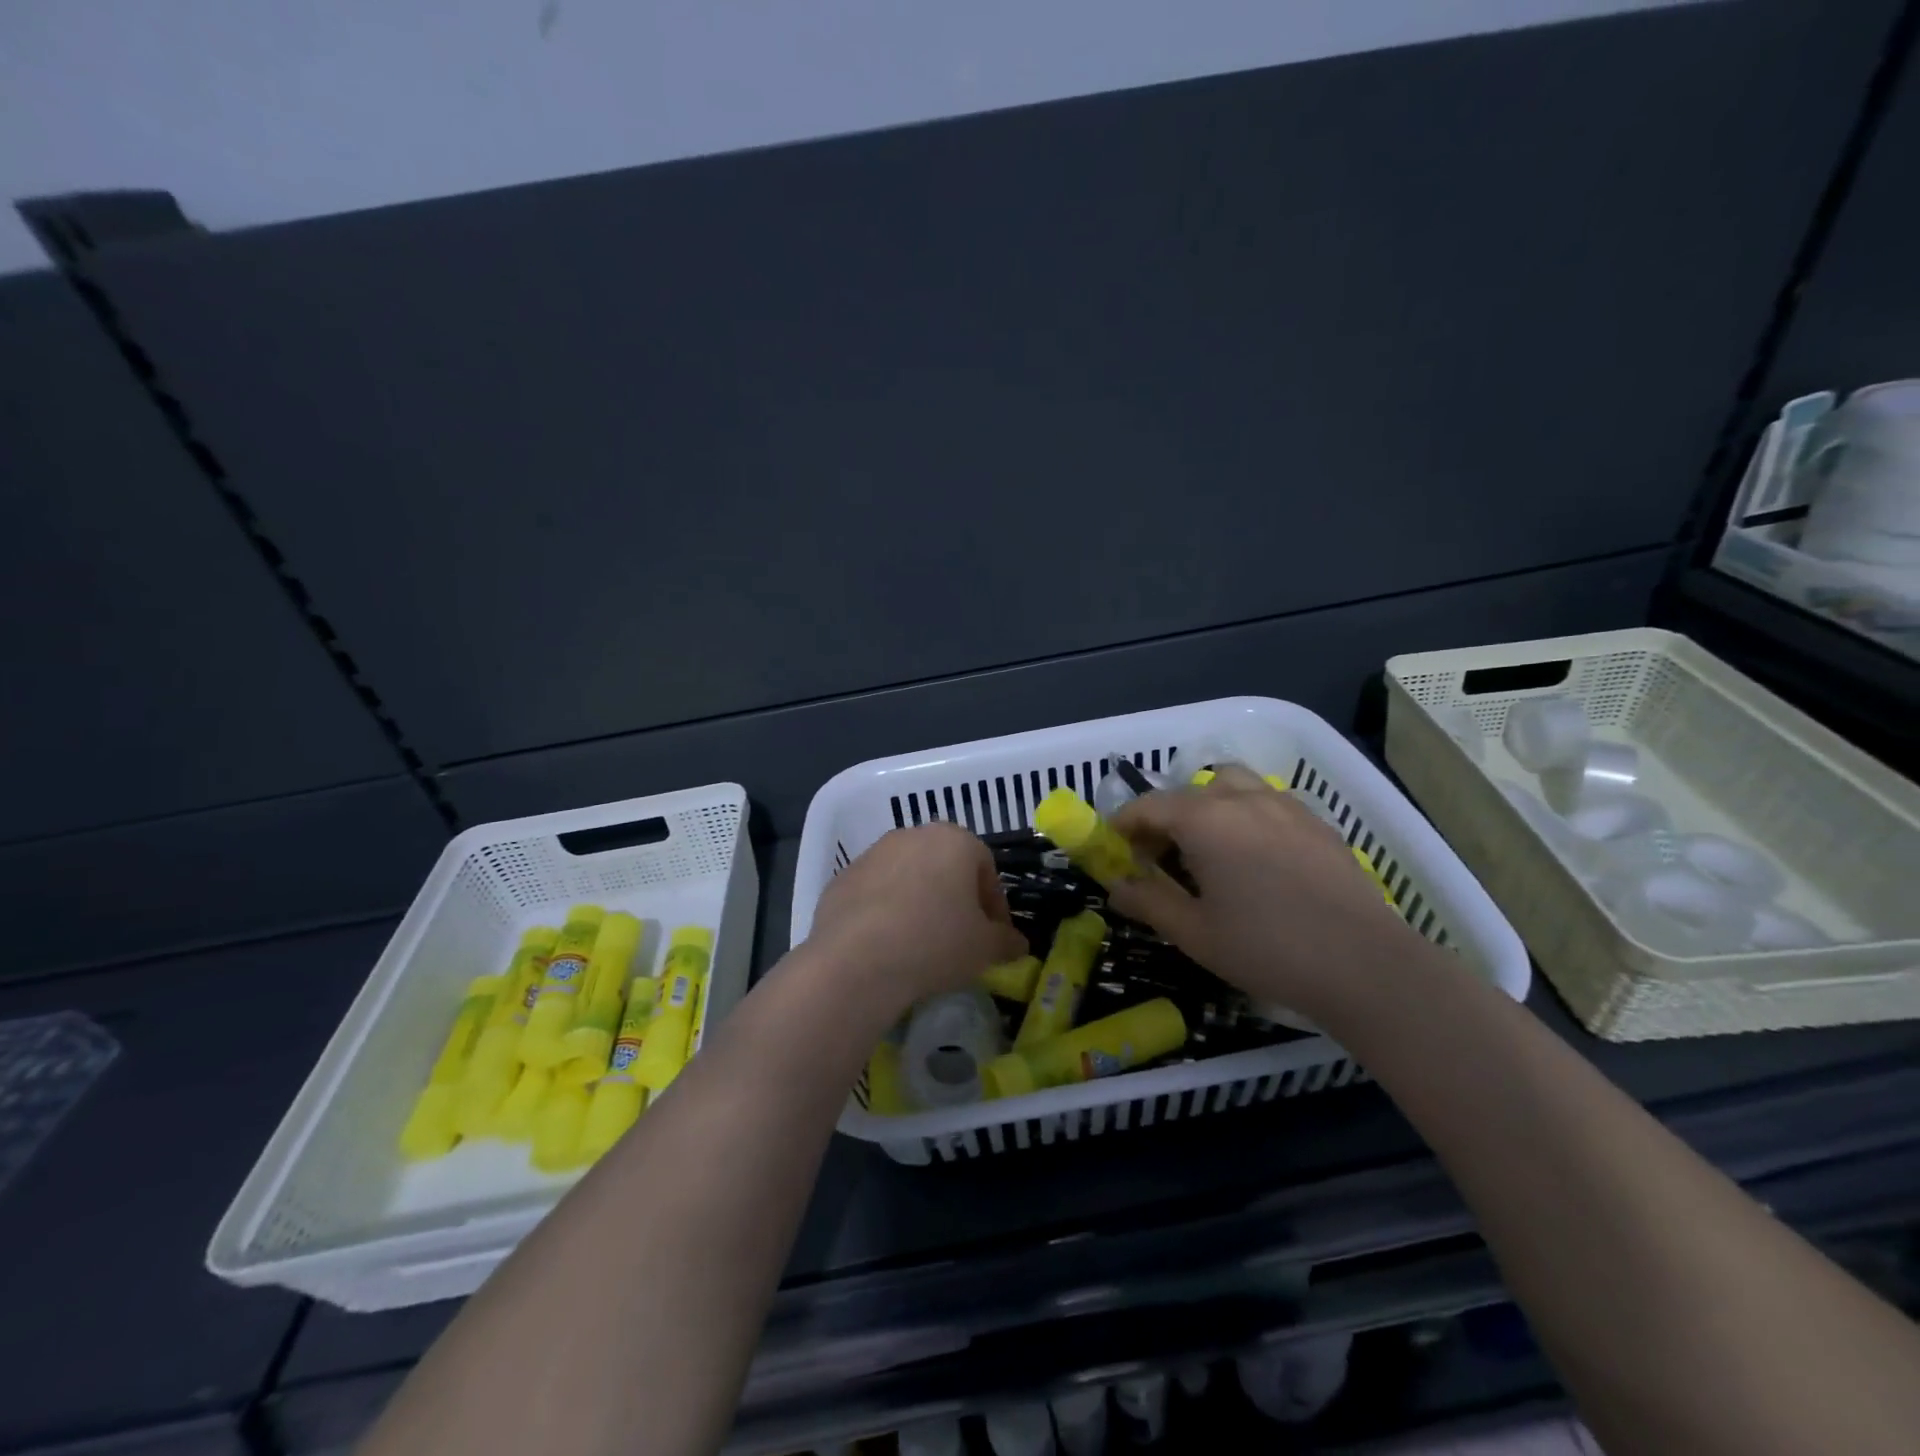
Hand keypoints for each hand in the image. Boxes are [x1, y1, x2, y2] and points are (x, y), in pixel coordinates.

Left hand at [803, 824, 1028, 1016]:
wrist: (856, 960)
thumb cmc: (935, 942)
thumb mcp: (985, 948)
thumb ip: (1007, 940)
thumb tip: (1018, 943)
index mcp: (954, 840)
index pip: (986, 868)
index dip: (994, 904)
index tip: (994, 936)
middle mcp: (912, 835)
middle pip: (945, 866)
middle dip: (956, 898)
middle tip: (960, 937)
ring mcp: (873, 854)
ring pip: (908, 877)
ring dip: (919, 902)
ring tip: (921, 943)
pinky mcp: (842, 878)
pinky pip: (875, 893)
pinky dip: (886, 912)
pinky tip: (887, 945)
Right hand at [1106, 766, 1426, 1019]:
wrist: (1365, 965)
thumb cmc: (1266, 948)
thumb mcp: (1194, 932)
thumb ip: (1148, 902)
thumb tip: (1115, 887)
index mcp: (1206, 819)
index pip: (1148, 806)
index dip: (1123, 825)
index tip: (1113, 851)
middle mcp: (1243, 798)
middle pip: (1189, 791)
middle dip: (1164, 818)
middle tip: (1160, 858)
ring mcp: (1285, 805)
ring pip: (1232, 786)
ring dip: (1207, 807)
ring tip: (1208, 849)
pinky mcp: (1317, 822)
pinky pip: (1266, 802)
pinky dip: (1244, 816)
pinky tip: (1254, 860)